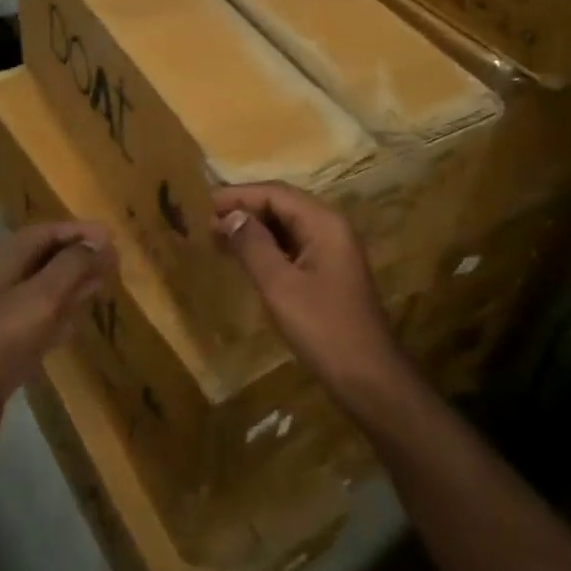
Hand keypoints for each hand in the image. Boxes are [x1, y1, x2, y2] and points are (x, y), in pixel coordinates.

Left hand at [0, 221, 113, 462]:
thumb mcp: (41, 297)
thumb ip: (72, 266)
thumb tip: (99, 241)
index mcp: (5, 262)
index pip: (45, 233)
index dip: (78, 232)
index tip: (111, 238)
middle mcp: (2, 283)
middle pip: (45, 260)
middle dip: (78, 257)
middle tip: (114, 262)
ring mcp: (2, 318)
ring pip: (44, 292)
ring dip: (72, 286)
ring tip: (103, 285)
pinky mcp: (5, 350)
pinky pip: (39, 324)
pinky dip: (60, 318)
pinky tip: (77, 324)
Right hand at [213, 183, 401, 395]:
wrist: (368, 377)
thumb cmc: (323, 328)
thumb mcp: (280, 286)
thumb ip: (253, 246)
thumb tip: (228, 216)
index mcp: (323, 223)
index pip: (275, 193)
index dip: (238, 196)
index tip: (202, 204)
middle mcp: (330, 228)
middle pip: (282, 205)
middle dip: (244, 210)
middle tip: (204, 221)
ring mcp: (331, 250)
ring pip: (286, 226)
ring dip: (253, 229)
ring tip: (216, 237)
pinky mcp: (328, 272)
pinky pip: (292, 246)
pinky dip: (266, 247)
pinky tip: (243, 258)